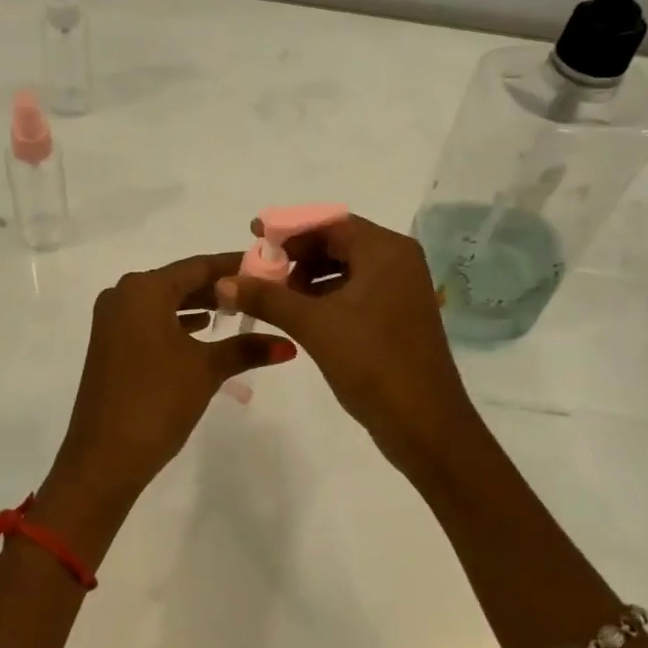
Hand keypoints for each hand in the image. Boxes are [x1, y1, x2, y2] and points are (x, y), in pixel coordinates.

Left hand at [50, 252, 296, 499]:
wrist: (104, 456)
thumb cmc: (157, 400)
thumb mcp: (206, 369)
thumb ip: (246, 348)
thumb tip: (288, 344)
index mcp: (143, 289)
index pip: (198, 266)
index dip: (234, 266)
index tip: (266, 267)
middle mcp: (123, 295)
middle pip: (180, 282)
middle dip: (218, 288)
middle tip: (259, 291)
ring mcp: (111, 321)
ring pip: (164, 302)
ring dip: (198, 306)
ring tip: (238, 312)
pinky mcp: (109, 345)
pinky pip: (150, 321)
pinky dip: (177, 323)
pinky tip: (203, 332)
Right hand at [217, 214, 485, 475]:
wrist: (424, 424)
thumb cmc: (371, 362)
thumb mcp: (313, 325)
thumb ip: (267, 298)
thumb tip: (223, 282)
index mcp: (385, 251)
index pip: (330, 223)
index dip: (289, 228)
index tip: (254, 235)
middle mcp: (398, 261)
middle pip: (338, 242)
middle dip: (297, 255)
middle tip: (261, 272)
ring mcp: (401, 290)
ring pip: (346, 269)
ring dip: (309, 278)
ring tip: (276, 298)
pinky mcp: (398, 316)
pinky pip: (356, 292)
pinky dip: (327, 297)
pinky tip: (301, 316)